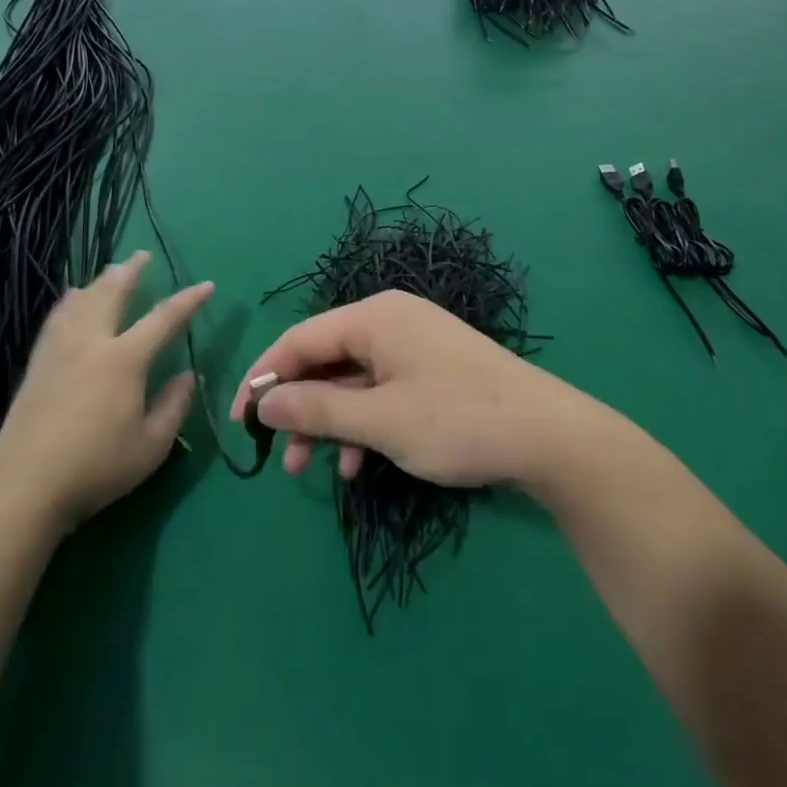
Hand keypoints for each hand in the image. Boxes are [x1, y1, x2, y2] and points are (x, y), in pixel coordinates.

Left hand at [0, 251, 207, 526]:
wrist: (26, 488)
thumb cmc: (97, 467)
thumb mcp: (151, 445)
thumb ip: (174, 406)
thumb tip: (189, 375)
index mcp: (124, 359)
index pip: (164, 318)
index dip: (188, 300)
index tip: (206, 285)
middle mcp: (91, 344)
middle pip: (112, 294)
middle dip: (130, 272)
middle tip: (142, 255)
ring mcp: (59, 352)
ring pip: (80, 302)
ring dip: (99, 282)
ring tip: (108, 272)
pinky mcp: (37, 366)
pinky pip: (55, 320)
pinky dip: (69, 303)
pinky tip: (69, 302)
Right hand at [229, 290, 598, 491]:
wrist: (547, 436)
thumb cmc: (457, 420)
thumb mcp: (380, 420)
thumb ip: (317, 409)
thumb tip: (263, 401)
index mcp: (374, 317)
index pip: (300, 338)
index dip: (264, 377)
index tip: (239, 420)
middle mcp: (390, 321)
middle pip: (325, 358)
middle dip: (297, 406)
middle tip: (276, 452)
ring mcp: (414, 345)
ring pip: (351, 380)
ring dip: (327, 422)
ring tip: (306, 468)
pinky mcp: (431, 370)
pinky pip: (380, 390)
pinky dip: (362, 424)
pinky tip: (357, 465)